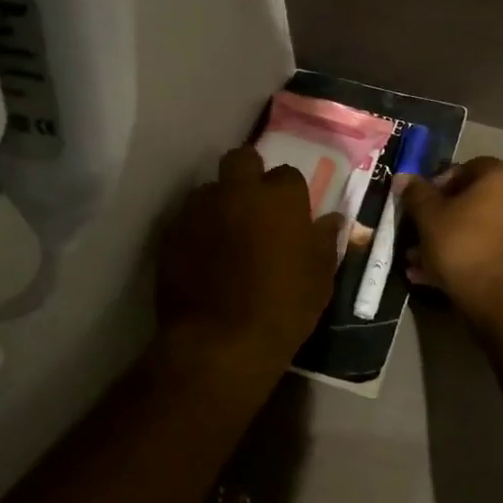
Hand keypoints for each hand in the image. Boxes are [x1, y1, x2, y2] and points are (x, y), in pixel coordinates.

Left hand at [155, 145, 343, 388]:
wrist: (220, 343)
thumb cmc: (282, 309)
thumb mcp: (319, 279)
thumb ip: (324, 240)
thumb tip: (331, 219)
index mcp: (279, 197)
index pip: (288, 174)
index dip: (289, 194)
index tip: (290, 215)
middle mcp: (237, 191)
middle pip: (242, 159)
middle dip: (249, 173)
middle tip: (255, 205)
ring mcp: (200, 209)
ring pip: (210, 188)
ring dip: (220, 201)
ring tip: (225, 232)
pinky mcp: (171, 232)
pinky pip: (186, 218)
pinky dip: (196, 228)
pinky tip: (202, 254)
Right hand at [398, 157, 502, 314]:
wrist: (499, 297)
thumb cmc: (462, 243)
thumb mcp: (429, 216)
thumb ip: (416, 193)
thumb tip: (403, 177)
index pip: (466, 168)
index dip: (438, 183)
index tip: (420, 203)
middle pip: (472, 200)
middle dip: (441, 216)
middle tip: (418, 232)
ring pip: (478, 227)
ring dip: (449, 239)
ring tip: (419, 260)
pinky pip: (489, 247)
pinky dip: (466, 255)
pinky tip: (435, 275)